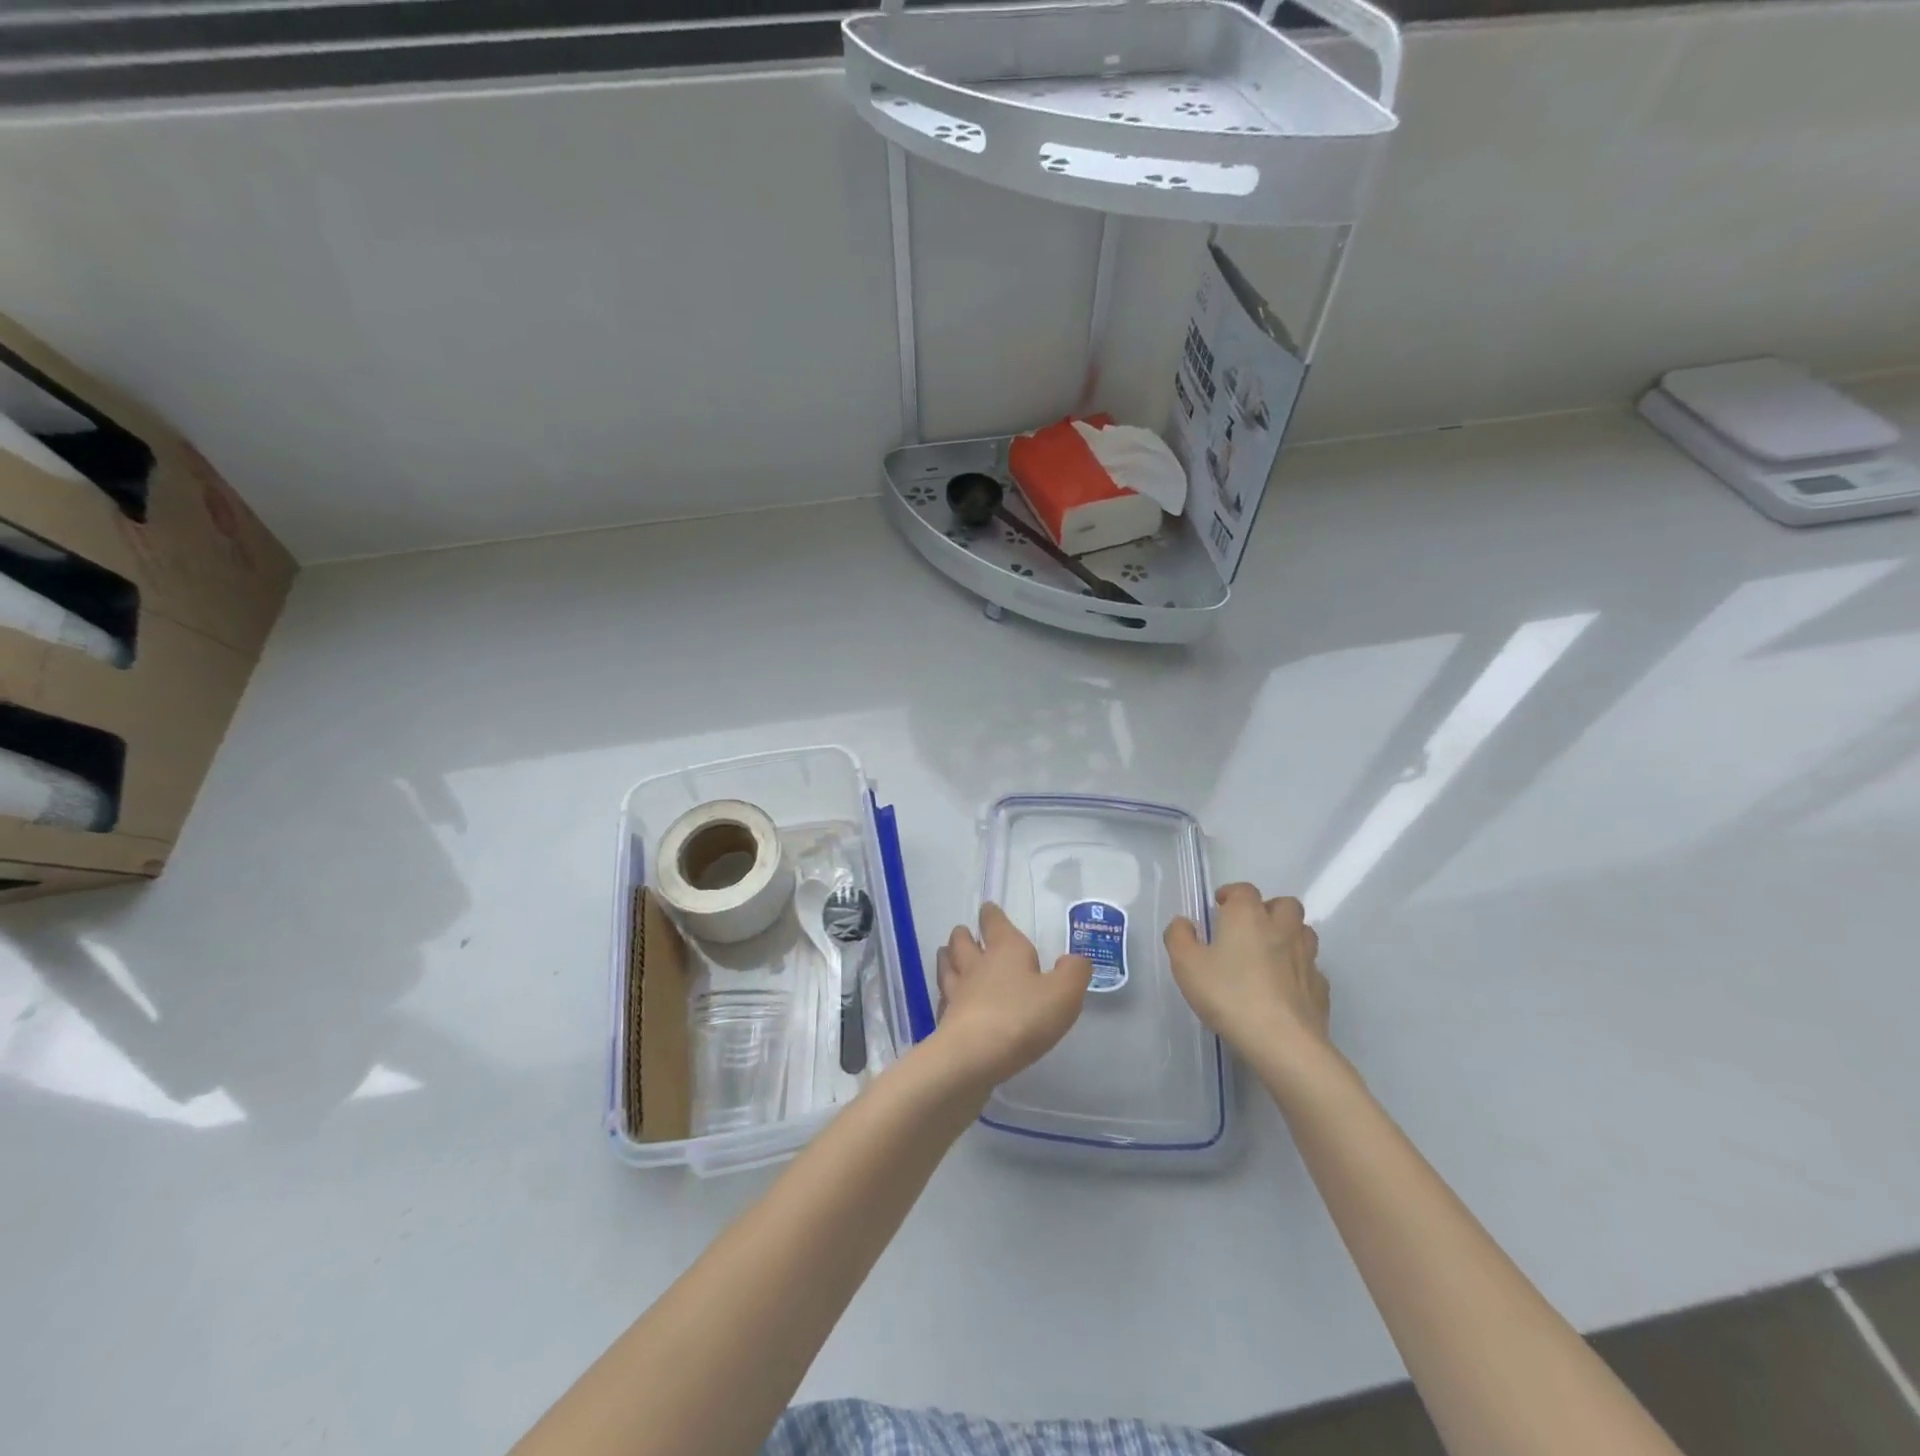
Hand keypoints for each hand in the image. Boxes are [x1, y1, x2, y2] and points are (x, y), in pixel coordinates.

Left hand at [933, 903, 1093, 1085]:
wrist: (973, 1057)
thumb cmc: (1022, 1017)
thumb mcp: (1063, 993)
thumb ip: (1073, 973)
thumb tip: (1074, 960)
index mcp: (1005, 950)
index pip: (994, 923)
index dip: (992, 915)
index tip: (988, 909)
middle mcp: (977, 965)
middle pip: (963, 942)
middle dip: (964, 935)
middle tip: (964, 933)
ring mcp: (957, 993)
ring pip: (948, 967)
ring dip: (948, 959)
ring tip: (947, 955)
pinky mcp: (946, 1021)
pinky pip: (944, 1000)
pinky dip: (946, 996)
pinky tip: (948, 1000)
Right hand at [1165, 884, 1329, 1059]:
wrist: (1282, 1042)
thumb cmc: (1229, 995)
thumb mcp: (1186, 965)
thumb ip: (1179, 937)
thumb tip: (1184, 923)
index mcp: (1247, 916)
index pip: (1244, 890)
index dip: (1231, 894)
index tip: (1219, 908)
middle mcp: (1282, 928)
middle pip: (1285, 904)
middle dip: (1268, 909)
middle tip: (1249, 929)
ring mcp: (1307, 958)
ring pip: (1304, 933)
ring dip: (1289, 935)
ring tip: (1270, 954)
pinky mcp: (1320, 988)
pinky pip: (1311, 968)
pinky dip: (1299, 970)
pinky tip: (1285, 987)